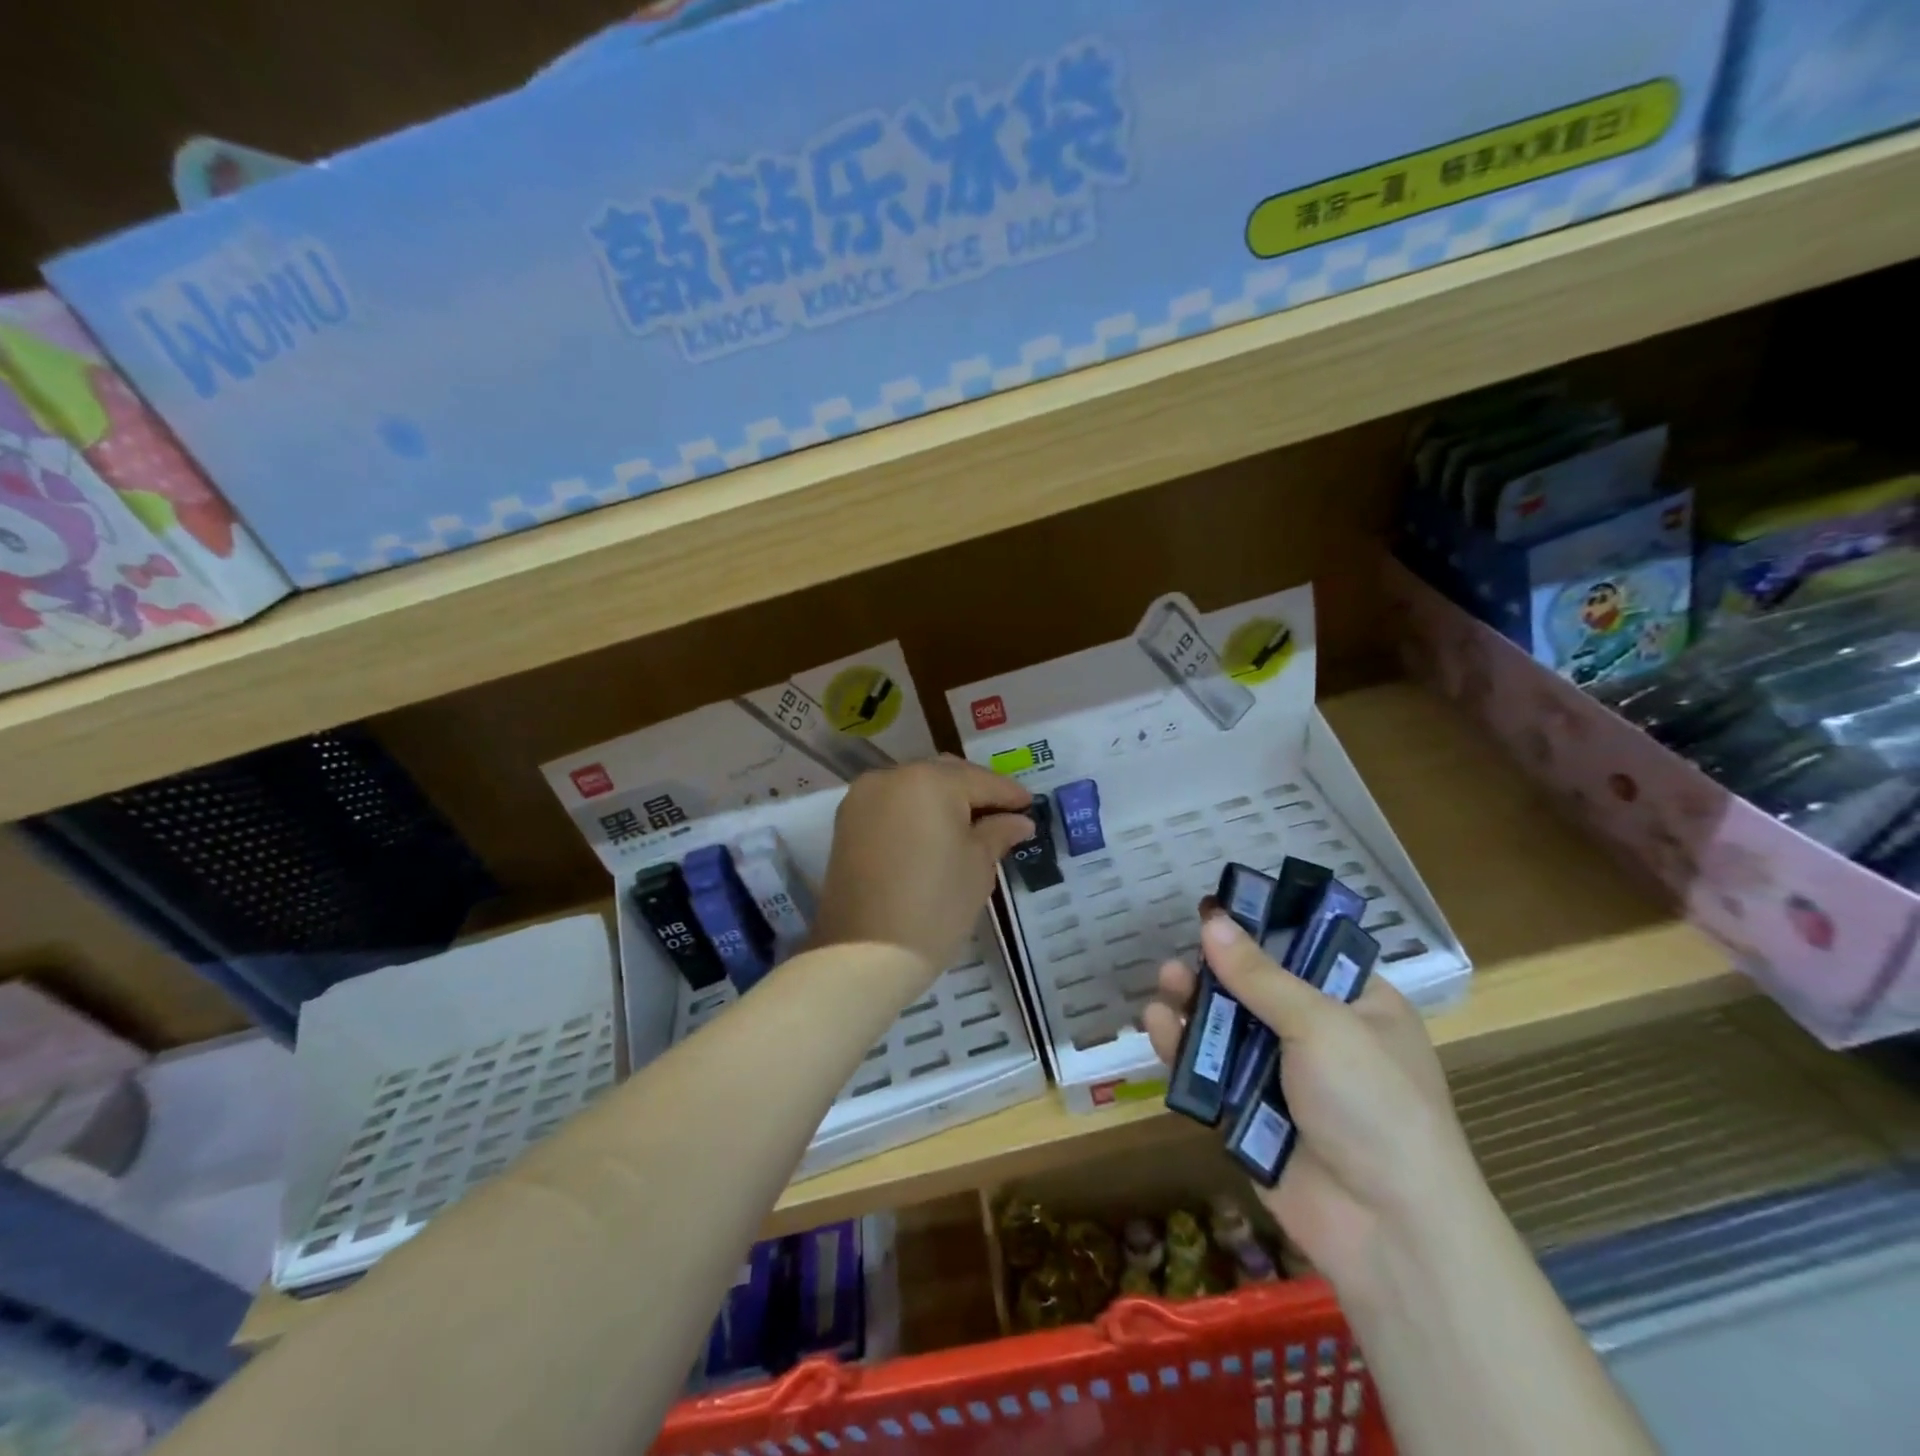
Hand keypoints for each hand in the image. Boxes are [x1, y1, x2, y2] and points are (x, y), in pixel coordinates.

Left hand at [810, 758, 1033, 977]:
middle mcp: (892, 777)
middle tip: (1003, 815)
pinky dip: (916, 811)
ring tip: (971, 826)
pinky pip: (892, 804)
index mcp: (929, 780)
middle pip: (945, 774)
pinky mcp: (847, 822)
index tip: (1030, 807)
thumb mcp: (978, 867)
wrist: (865, 953)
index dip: (1010, 794)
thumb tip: (1018, 820)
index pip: (981, 781)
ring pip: (915, 786)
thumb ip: (998, 833)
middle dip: (975, 791)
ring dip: (943, 799)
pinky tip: (936, 833)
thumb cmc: (935, 906)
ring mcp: (863, 798)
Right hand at [1143, 909, 1477, 1296]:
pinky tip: (1156, 1026)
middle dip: (1217, 970)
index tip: (1218, 910)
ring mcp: (1284, 1077)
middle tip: (1182, 955)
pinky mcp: (1250, 1114)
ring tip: (1165, 982)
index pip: (1306, 951)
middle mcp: (1321, 1036)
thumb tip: (1212, 920)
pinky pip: (1210, 1072)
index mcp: (1359, 1006)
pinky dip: (1183, 1049)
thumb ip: (1260, 974)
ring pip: (1228, 1028)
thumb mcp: (1321, 1025)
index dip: (1262, 929)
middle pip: (1257, 988)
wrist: (1388, 1230)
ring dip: (1194, 1005)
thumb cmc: (1373, 1104)